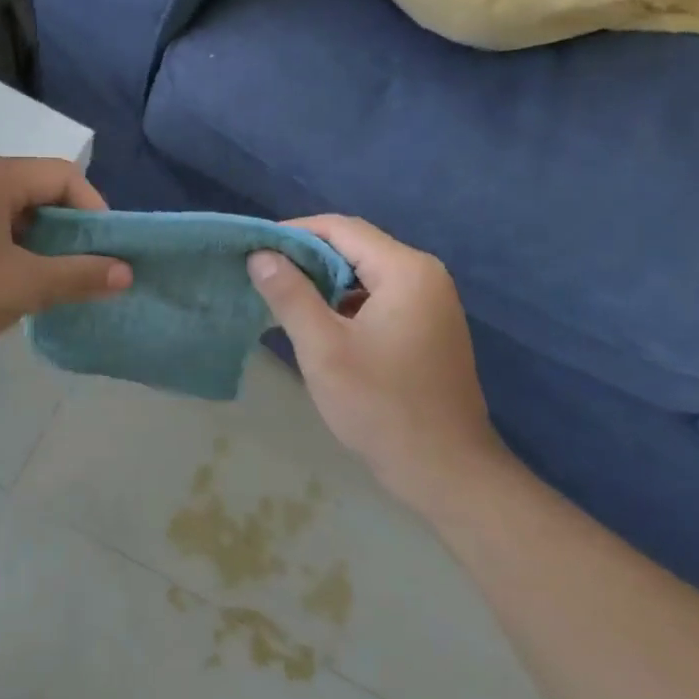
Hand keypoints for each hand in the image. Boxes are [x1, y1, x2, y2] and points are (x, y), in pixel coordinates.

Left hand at [0, 155, 130, 372]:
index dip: (95, 210)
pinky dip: (8, 253)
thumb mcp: (22, 286)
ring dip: (39, 246)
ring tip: (50, 284)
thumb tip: (126, 272)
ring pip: (10, 215)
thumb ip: (78, 275)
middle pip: (37, 192)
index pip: (63, 175)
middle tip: (84, 271)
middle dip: (68, 231)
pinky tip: (8, 288)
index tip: (106, 253)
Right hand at [248, 217, 504, 491]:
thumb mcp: (323, 349)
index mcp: (406, 271)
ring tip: (282, 299)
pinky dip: (345, 303)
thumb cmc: (380, 405)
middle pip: (356, 248)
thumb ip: (290, 295)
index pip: (342, 229)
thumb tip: (260, 255)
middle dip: (307, 258)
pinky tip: (318, 325)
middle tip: (262, 275)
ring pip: (366, 274)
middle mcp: (425, 276)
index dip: (294, 233)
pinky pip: (379, 298)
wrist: (444, 469)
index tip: (254, 249)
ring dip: (324, 282)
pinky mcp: (429, 328)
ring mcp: (431, 303)